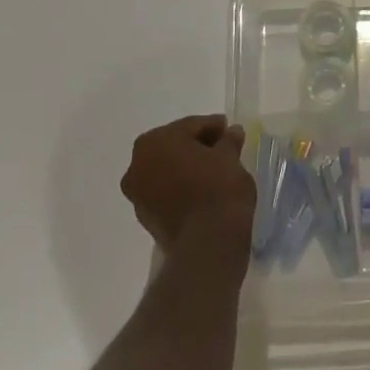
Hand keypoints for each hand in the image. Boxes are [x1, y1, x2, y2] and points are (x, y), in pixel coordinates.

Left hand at [121, 115, 255, 261]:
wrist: (208, 243)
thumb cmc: (218, 188)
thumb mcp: (230, 156)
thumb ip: (228, 140)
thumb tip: (232, 132)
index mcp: (155, 141)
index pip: (190, 126)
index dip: (213, 127)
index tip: (230, 130)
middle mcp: (137, 164)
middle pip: (174, 146)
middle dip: (198, 146)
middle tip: (224, 148)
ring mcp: (138, 193)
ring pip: (167, 170)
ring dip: (188, 168)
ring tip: (215, 171)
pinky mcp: (145, 218)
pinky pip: (166, 192)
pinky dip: (182, 188)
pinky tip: (203, 190)